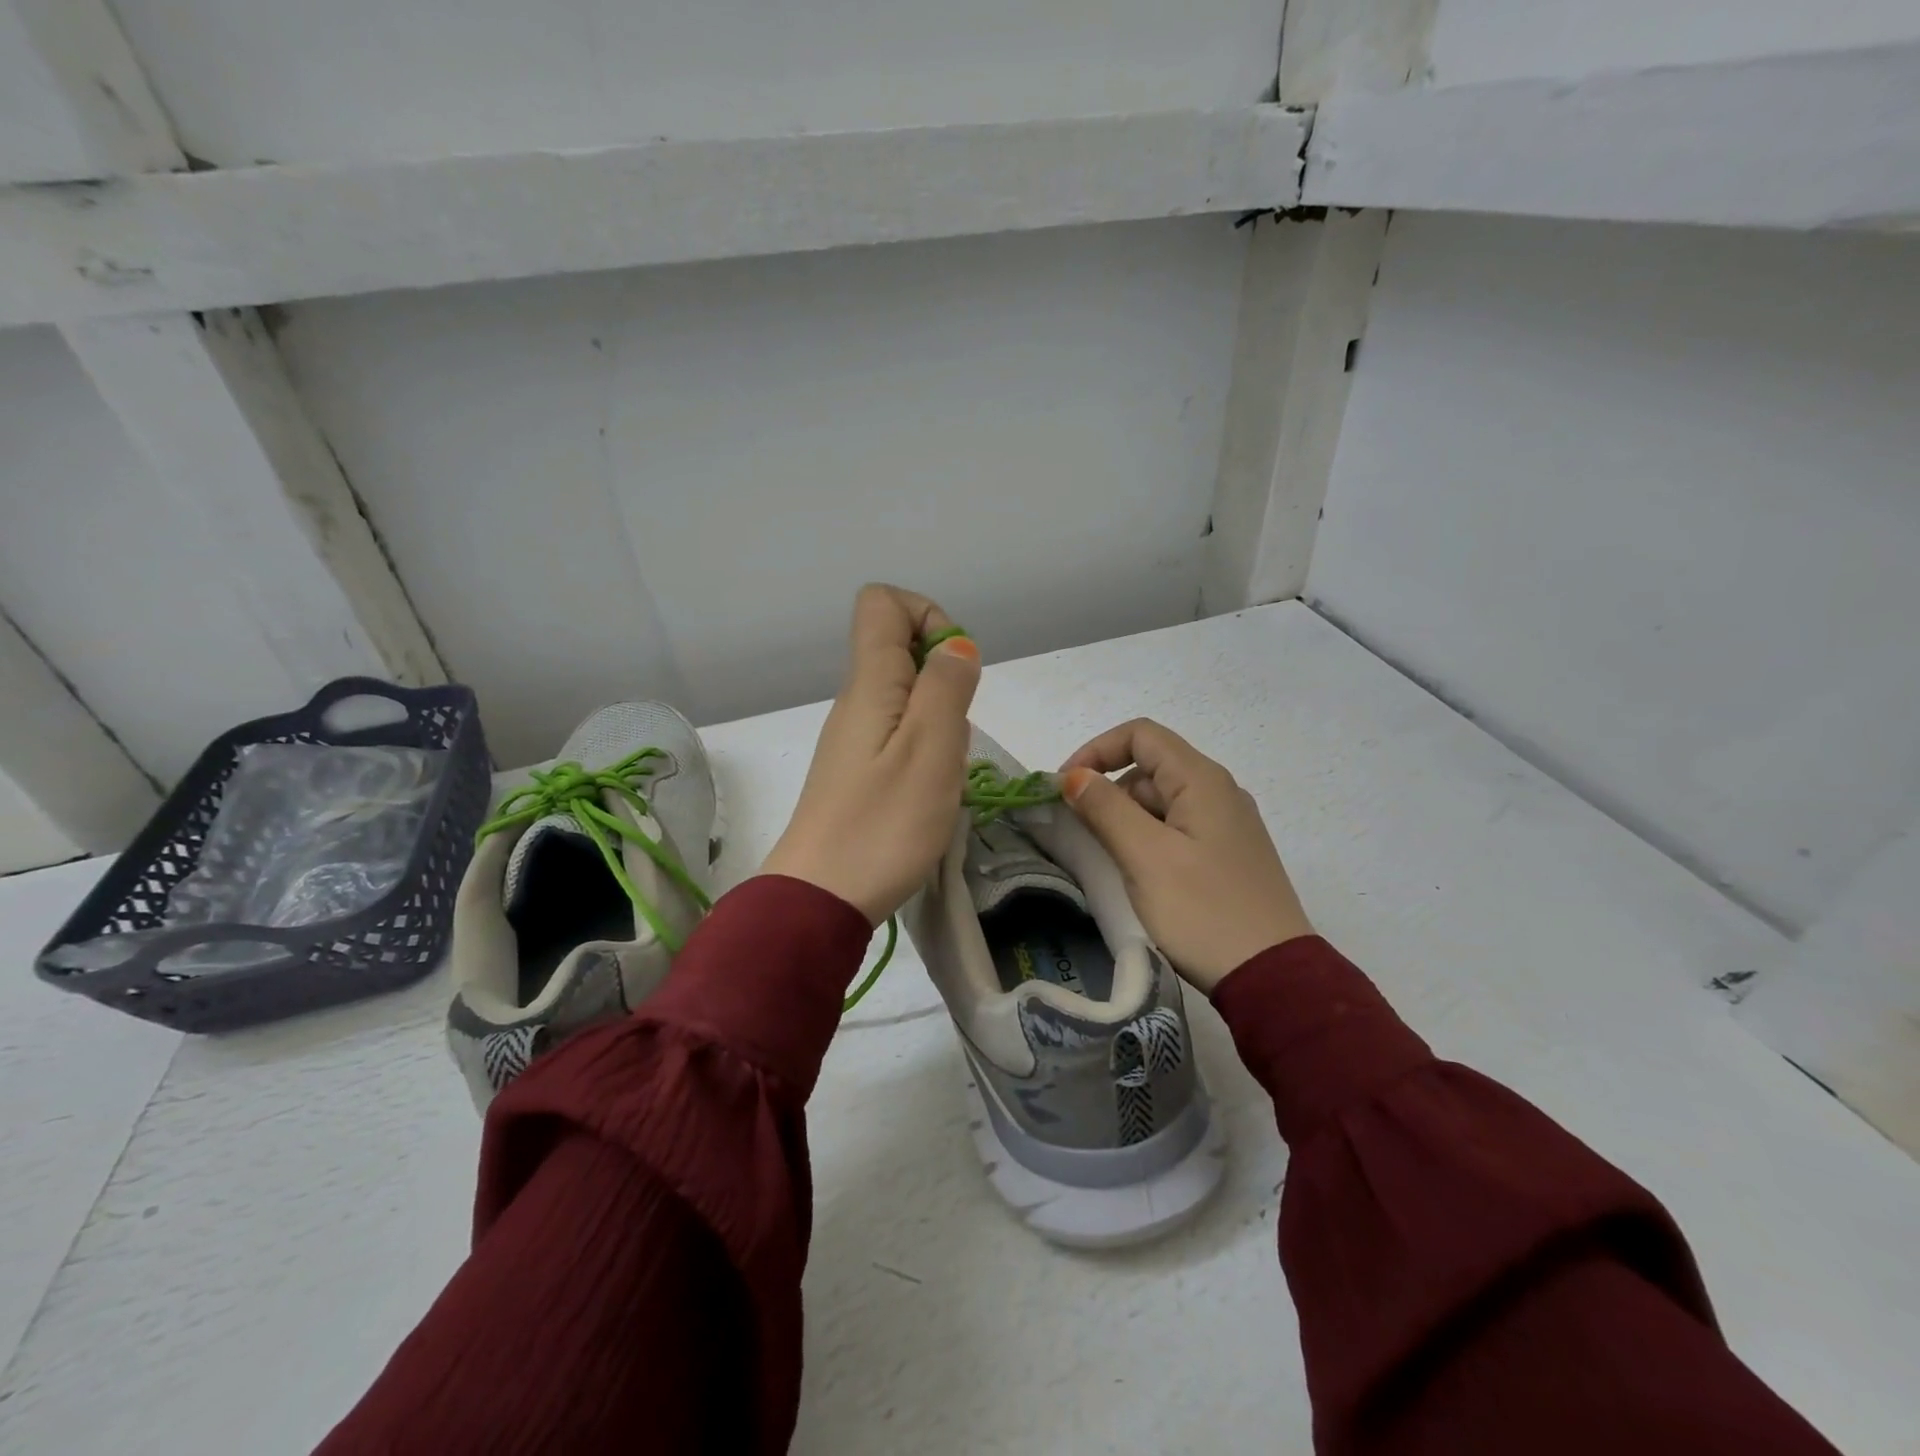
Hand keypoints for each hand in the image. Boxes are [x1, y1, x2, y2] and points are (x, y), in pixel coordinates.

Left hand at [761, 584, 980, 923]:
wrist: (821, 898)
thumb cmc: (884, 824)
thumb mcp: (932, 749)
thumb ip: (947, 686)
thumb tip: (956, 647)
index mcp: (870, 683)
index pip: (882, 602)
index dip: (928, 616)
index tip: (953, 668)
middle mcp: (856, 699)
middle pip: (898, 646)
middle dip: (944, 675)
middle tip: (954, 730)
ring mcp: (853, 736)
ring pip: (904, 693)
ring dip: (939, 717)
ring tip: (943, 768)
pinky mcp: (856, 769)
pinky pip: (897, 732)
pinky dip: (924, 747)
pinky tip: (928, 790)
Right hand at [1060, 719, 1312, 993]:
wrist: (1273, 978)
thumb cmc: (1204, 911)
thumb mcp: (1146, 856)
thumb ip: (1106, 809)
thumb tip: (1074, 775)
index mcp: (1202, 780)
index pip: (1140, 735)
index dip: (1096, 751)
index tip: (1064, 787)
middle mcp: (1218, 792)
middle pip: (1150, 767)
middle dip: (1107, 790)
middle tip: (1078, 832)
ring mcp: (1226, 825)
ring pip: (1161, 801)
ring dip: (1124, 818)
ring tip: (1104, 858)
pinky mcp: (1226, 856)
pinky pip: (1176, 829)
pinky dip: (1146, 838)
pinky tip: (1136, 873)